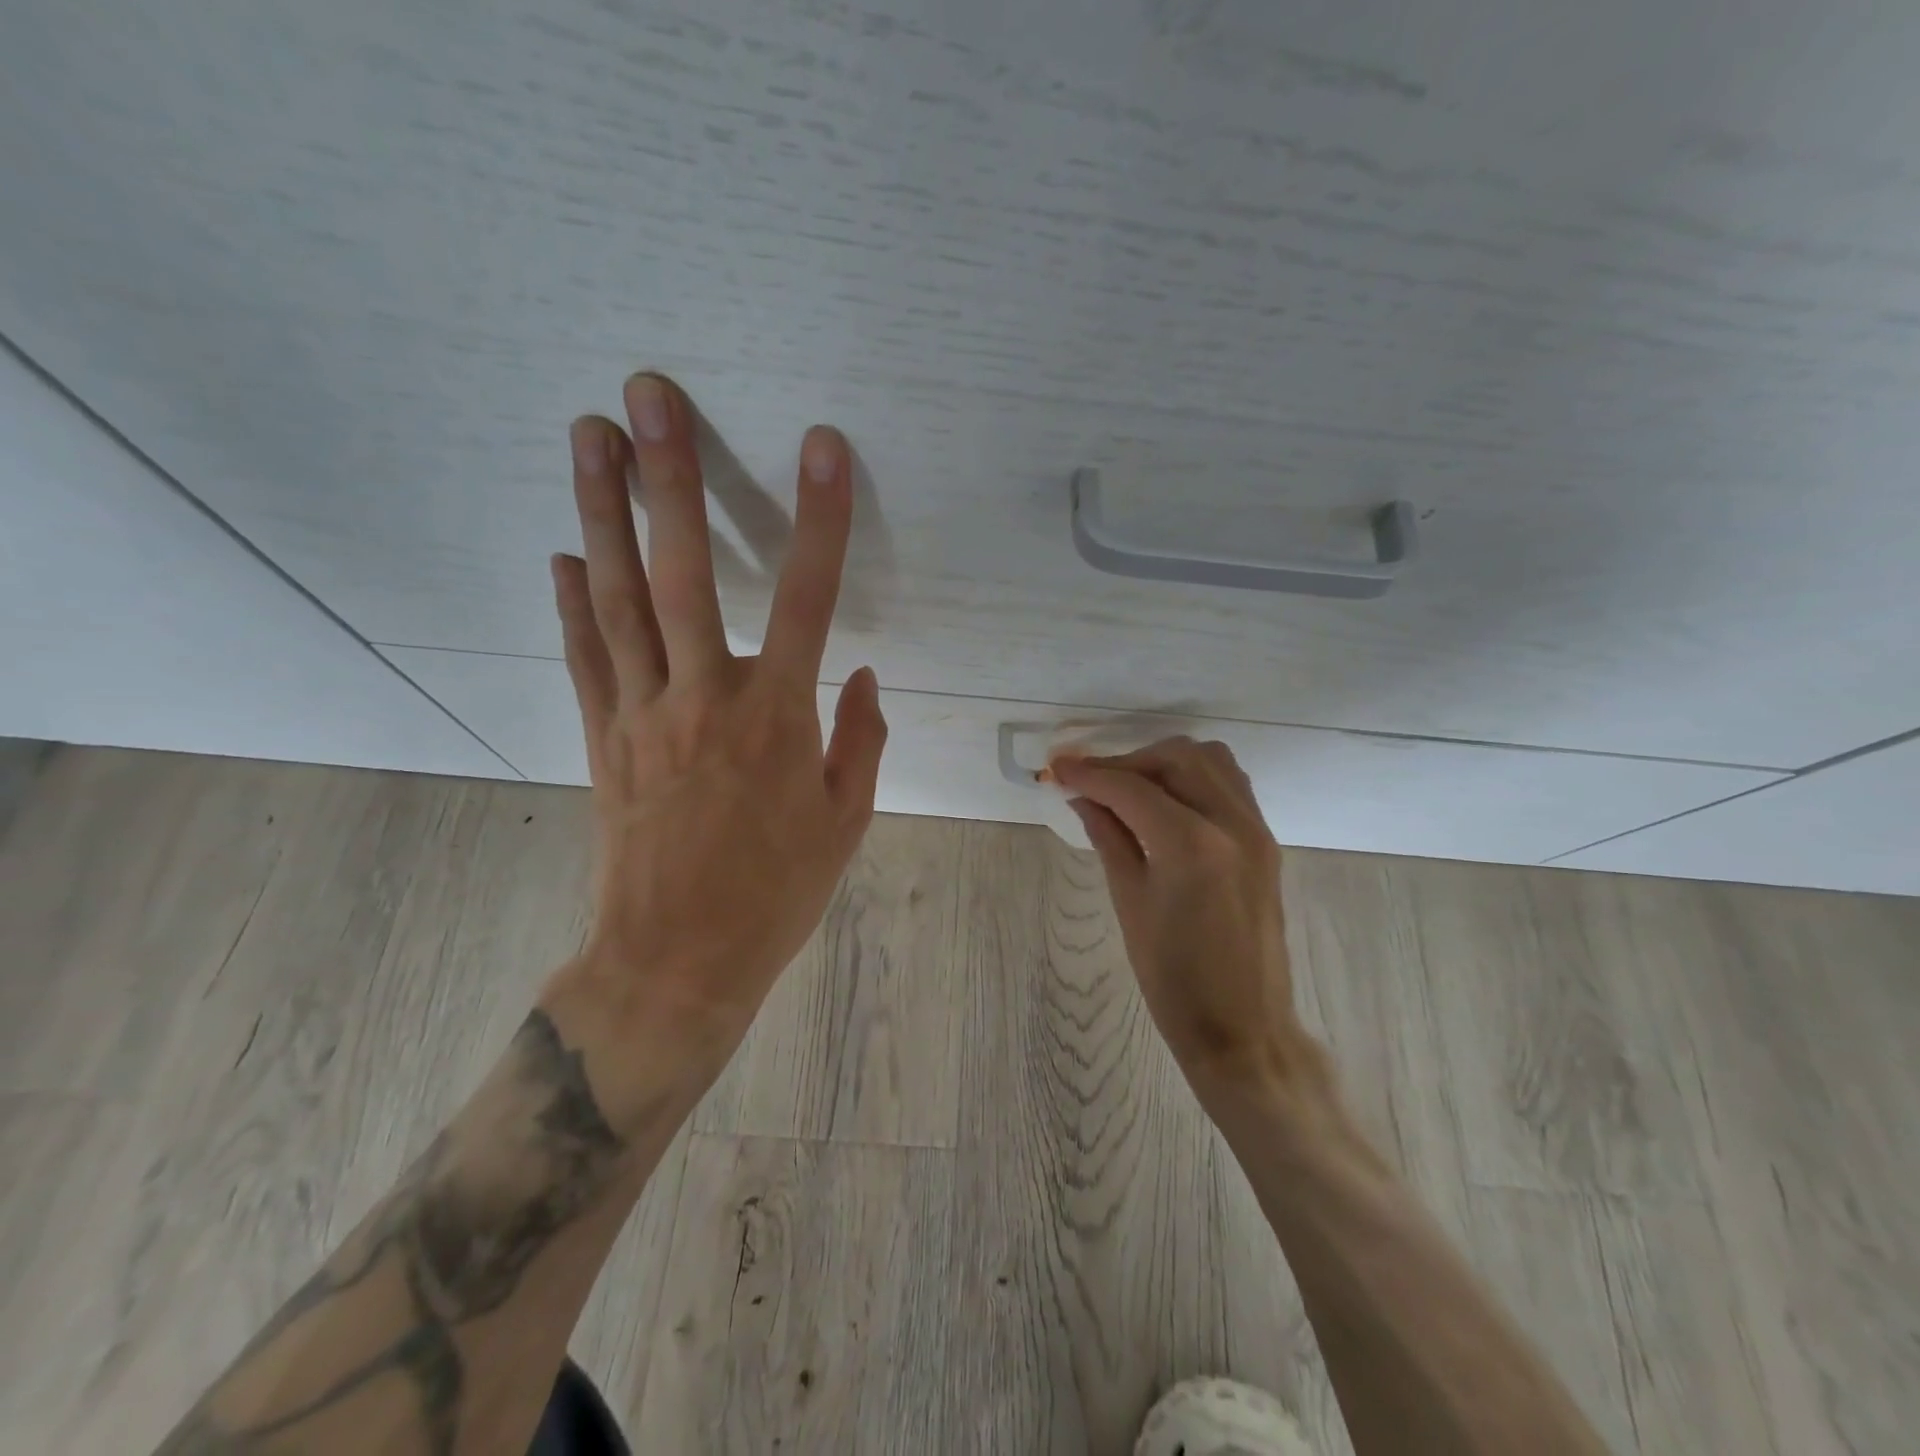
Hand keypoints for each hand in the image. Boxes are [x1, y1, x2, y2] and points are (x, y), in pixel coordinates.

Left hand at [540, 372, 886, 1122]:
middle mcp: (706, 697)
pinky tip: (565, 553)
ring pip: (620, 598)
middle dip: (671, 476)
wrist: (678, 959)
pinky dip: (574, 601)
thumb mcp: (848, 819)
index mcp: (778, 717)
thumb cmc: (777, 891)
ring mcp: (644, 714)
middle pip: (685, 571)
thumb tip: (860, 672)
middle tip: (648, 395)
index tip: (823, 447)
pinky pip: (588, 656)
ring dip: (603, 512)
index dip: (821, 518)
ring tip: (587, 435)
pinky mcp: (604, 738)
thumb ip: (860, 736)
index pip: (809, 597)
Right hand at [1053, 739, 1317, 1102]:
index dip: (1089, 773)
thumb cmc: (1174, 979)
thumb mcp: (1130, 903)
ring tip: (1129, 788)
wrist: (1244, 1028)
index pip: (1131, 788)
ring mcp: (1256, 829)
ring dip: (1164, 762)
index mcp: (1191, 844)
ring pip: (1210, 760)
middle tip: (1092, 783)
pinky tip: (1166, 802)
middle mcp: (1230, 823)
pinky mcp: (1265, 841)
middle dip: (1127, 762)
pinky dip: (1193, 777)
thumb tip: (1083, 798)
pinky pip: (1229, 783)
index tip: (1057, 769)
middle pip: (1176, 757)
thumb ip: (1109, 838)